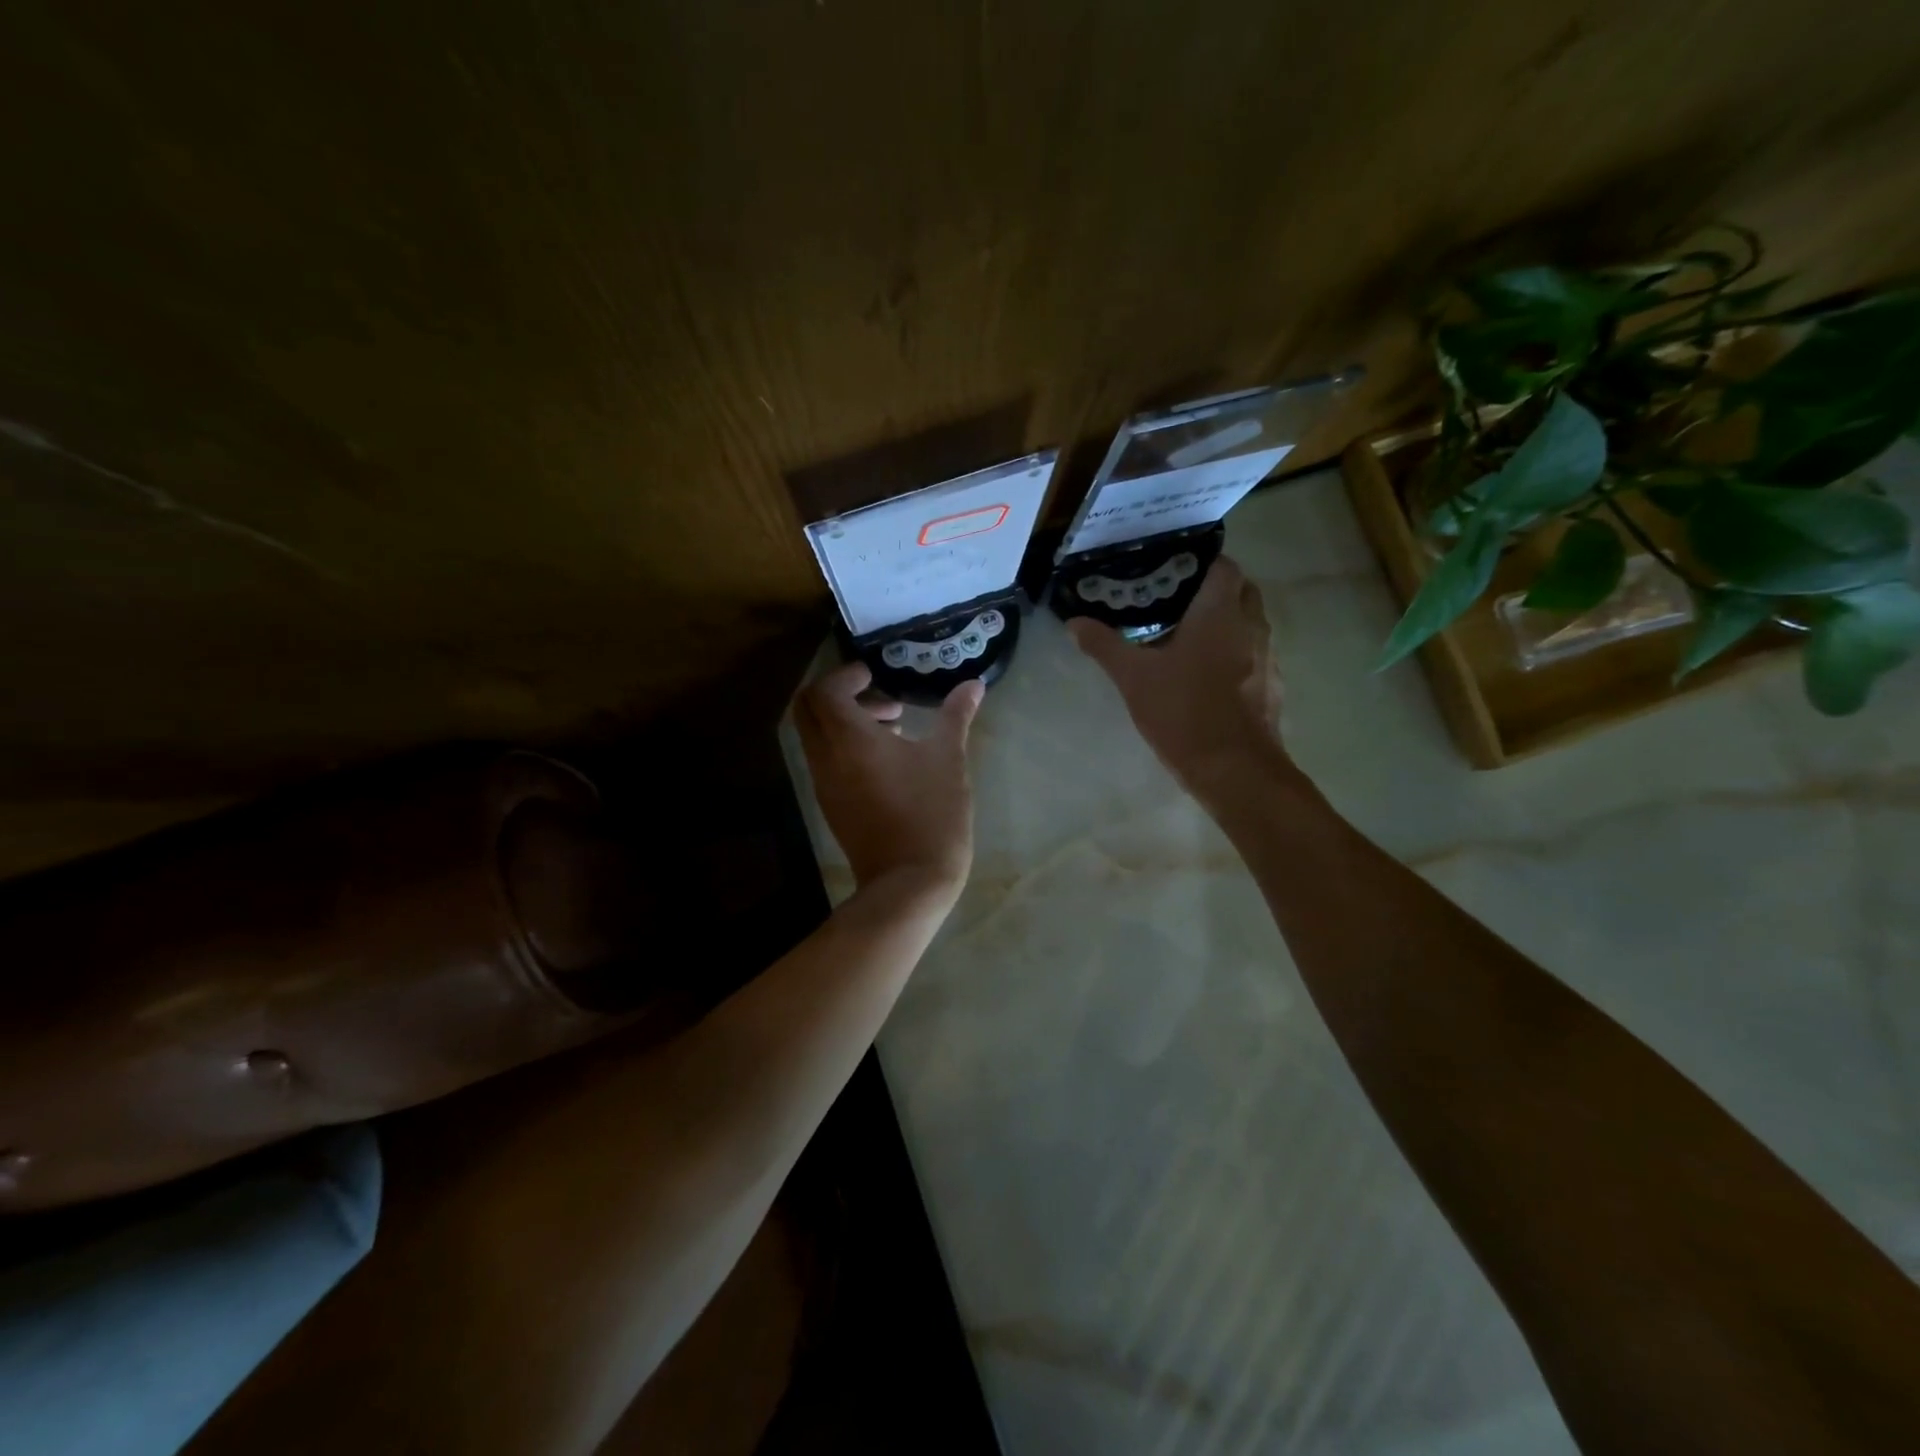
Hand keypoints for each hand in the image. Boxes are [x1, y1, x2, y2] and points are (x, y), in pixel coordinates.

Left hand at [795, 662, 981, 897]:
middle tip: (878, 696)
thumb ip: (956, 716)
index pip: (825, 690)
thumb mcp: (948, 758)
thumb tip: (974, 684)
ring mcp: (824, 784)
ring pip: (815, 735)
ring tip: (893, 726)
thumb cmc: (931, 813)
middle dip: (837, 693)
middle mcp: (826, 757)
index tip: (875, 675)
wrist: (909, 882)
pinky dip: (843, 745)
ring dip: (843, 720)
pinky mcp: (830, 804)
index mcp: (849, 739)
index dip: (847, 675)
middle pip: (808, 709)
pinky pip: (824, 759)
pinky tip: (886, 759)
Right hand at [1068, 555, 1289, 795]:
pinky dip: (1235, 655)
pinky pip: (1254, 656)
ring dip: (1226, 624)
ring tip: (1187, 638)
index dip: (1200, 562)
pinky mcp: (1272, 687)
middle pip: (1241, 591)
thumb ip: (1105, 645)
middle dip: (1214, 591)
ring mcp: (1268, 657)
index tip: (1172, 571)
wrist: (1235, 769)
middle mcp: (1251, 626)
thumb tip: (1074, 623)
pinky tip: (1207, 676)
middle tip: (1176, 603)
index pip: (1224, 565)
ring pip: (1249, 624)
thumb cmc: (1183, 712)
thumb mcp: (1134, 678)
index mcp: (1220, 612)